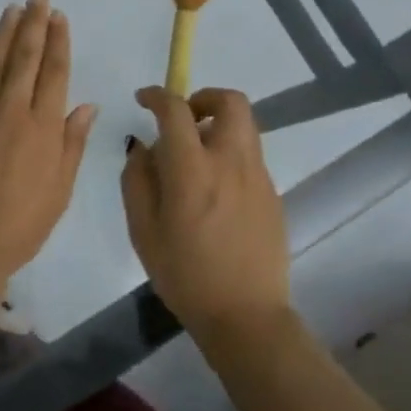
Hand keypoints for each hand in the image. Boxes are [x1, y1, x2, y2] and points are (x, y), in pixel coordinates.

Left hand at [0, 0, 97, 308]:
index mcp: (44, 128)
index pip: (55, 72)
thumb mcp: (60, 189)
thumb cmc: (21, 225)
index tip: (59, 16)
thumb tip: (86, 104)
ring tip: (14, 7)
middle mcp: (13, 111)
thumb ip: (72, 142)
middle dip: (34, 24)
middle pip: (26, 58)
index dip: (58, 41)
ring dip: (6, 32)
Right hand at [122, 86, 290, 335]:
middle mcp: (230, 161)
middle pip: (230, 101)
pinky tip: (215, 189)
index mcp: (192, 169)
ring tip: (197, 155)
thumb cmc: (184, 275)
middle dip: (204, 97)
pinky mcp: (273, 193)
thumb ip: (137, 179)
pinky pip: (250, 155)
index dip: (157, 95)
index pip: (176, 110)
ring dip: (219, 124)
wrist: (245, 315)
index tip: (143, 99)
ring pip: (245, 125)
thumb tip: (143, 147)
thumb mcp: (143, 229)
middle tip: (184, 118)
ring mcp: (258, 176)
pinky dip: (230, 153)